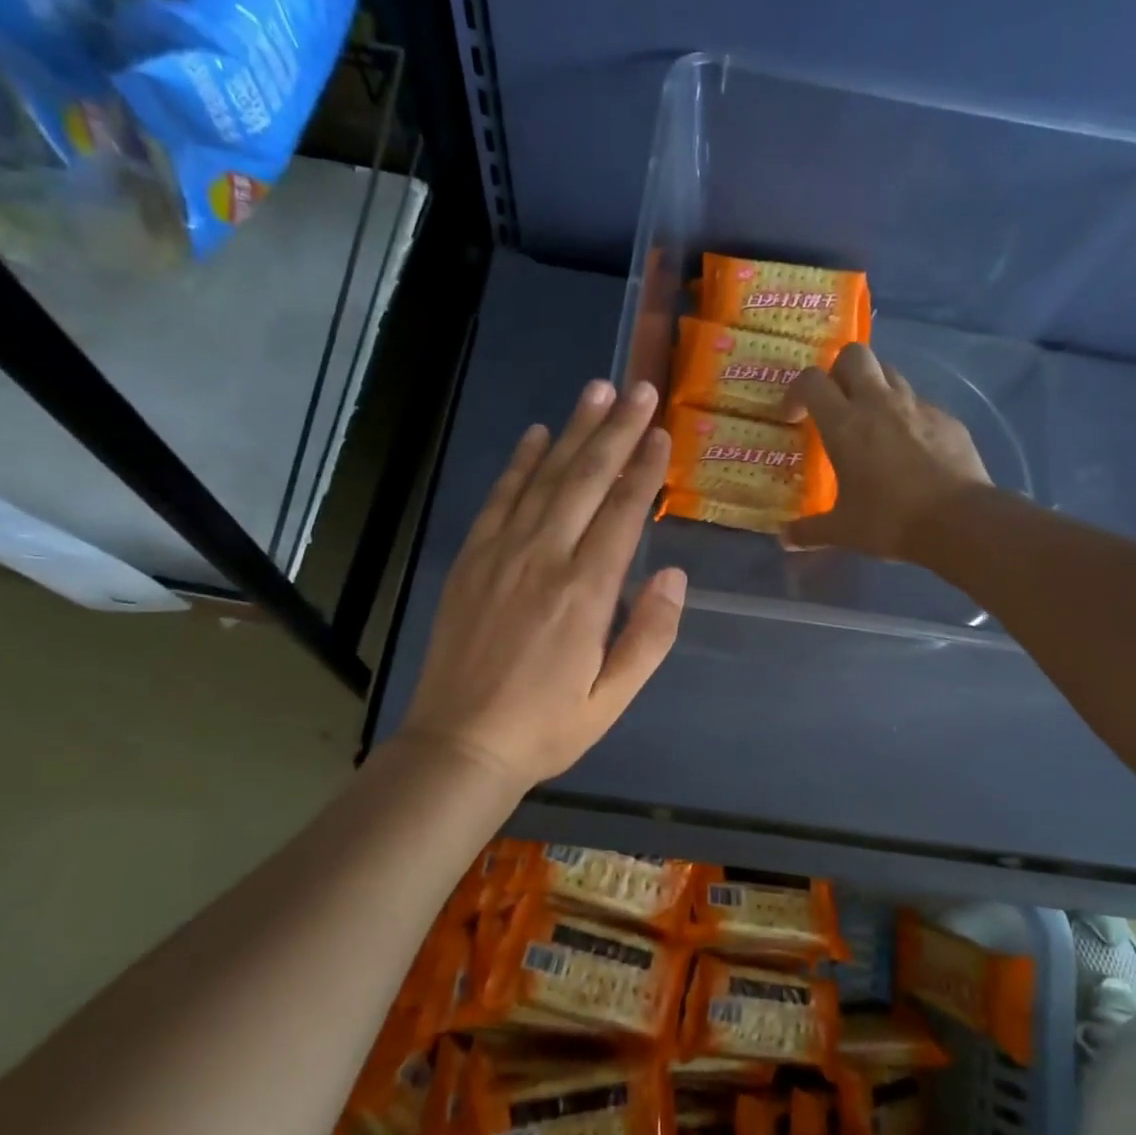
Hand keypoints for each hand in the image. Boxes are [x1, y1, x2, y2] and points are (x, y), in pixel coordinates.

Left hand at [398, 379, 684, 789]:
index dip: (645, 469)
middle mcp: (545, 558)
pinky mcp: (472, 560)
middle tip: (639, 390)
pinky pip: (499, 499)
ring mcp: (502, 554)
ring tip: (597, 391)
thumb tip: (674, 576)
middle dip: (616, 431)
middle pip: (586, 480)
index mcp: (586, 593)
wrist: (460, 744)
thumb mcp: (613, 697)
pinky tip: (535, 435)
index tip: (661, 433)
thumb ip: (649, 635)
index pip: (623, 513)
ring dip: (573, 432)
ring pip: (544, 478)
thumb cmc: (546, 727)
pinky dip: (519, 463)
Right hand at [780, 343, 991, 559]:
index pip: (811, 381)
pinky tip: (908, 448)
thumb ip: (809, 531)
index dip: (796, 392)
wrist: (958, 520)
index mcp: (845, 424)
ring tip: (870, 423)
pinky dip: (906, 416)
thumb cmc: (889, 521)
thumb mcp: (842, 531)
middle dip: (838, 371)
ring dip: (873, 388)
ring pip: (889, 373)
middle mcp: (879, 403)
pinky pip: (919, 403)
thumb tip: (783, 539)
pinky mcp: (947, 418)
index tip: (793, 417)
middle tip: (834, 404)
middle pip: (854, 355)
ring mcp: (917, 407)